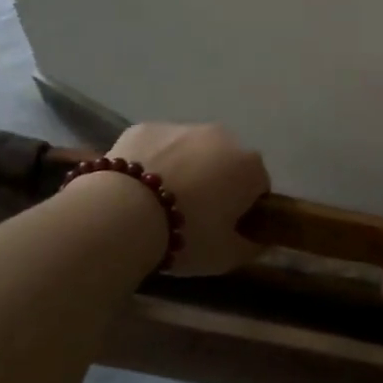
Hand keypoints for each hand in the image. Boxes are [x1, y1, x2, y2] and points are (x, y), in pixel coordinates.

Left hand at [107, 123, 270, 275]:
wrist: (122, 214)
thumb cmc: (186, 235)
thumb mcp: (227, 256)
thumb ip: (252, 245)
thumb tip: (260, 239)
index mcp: (249, 166)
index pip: (258, 187)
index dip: (243, 209)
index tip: (225, 228)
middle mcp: (222, 137)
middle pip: (226, 162)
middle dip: (216, 182)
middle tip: (192, 215)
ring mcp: (182, 127)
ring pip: (191, 150)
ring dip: (184, 169)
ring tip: (159, 203)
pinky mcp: (145, 127)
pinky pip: (157, 146)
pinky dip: (152, 161)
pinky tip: (135, 188)